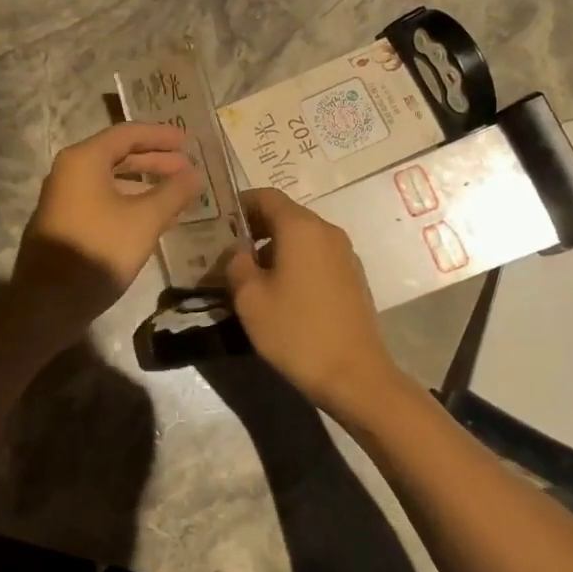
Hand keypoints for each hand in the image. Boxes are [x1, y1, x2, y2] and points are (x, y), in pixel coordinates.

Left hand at [12, 123, 204, 339]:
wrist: (49, 302)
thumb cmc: (99, 250)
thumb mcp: (145, 220)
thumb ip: (173, 192)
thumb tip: (195, 174)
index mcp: (84, 160)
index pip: (127, 133)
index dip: (161, 136)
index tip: (188, 142)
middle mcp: (69, 171)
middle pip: (118, 155)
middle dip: (155, 160)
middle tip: (188, 168)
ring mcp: (64, 198)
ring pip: (111, 180)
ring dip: (144, 184)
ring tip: (176, 194)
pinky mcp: (65, 222)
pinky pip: (102, 200)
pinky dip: (129, 201)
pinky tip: (153, 219)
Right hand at [222, 188, 411, 424]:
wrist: (354, 375)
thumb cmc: (296, 331)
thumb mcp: (250, 298)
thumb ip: (236, 264)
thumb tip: (237, 253)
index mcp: (301, 227)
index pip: (266, 196)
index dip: (240, 203)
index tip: (218, 221)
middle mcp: (327, 231)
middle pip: (285, 214)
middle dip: (255, 227)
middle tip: (227, 250)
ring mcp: (344, 254)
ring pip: (302, 236)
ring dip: (274, 246)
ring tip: (250, 274)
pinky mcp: (352, 276)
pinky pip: (316, 255)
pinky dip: (295, 261)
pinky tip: (280, 291)